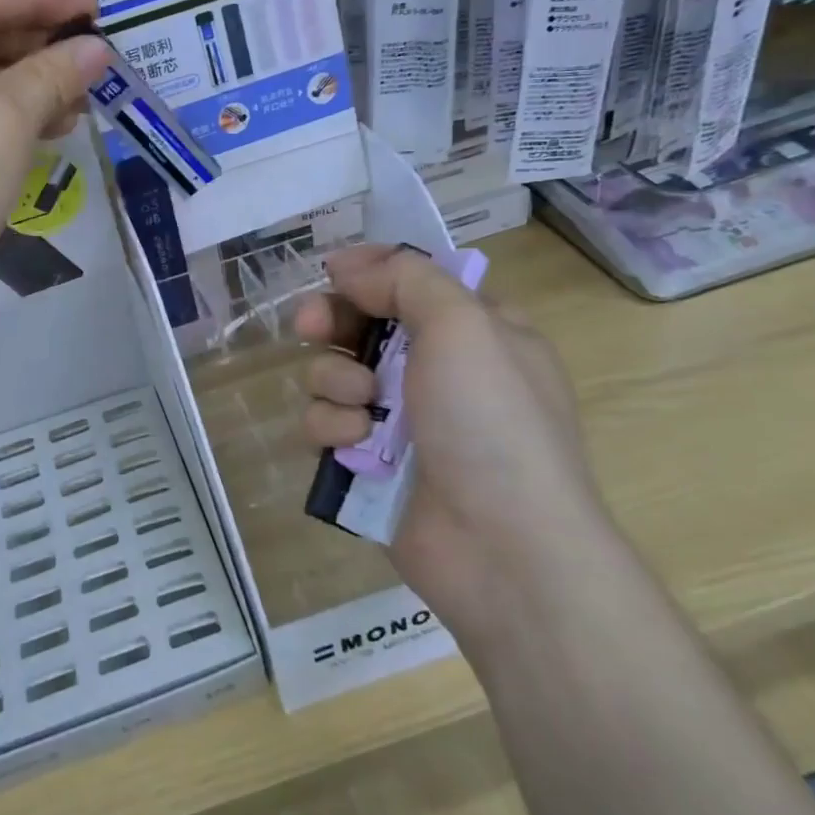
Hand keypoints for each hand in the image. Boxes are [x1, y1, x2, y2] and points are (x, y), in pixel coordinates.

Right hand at [293, 244, 610, 627]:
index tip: (334, 271)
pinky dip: (334, 427)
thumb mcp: (464, 326)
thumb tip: (349, 265)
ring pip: (335, 374)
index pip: (412, 281)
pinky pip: (327, 424)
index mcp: (476, 332)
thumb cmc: (491, 422)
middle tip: (310, 326)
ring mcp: (403, 420)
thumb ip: (405, 279)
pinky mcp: (371, 463)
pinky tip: (355, 444)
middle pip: (363, 323)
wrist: (503, 550)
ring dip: (336, 381)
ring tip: (362, 406)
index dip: (370, 271)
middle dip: (332, 320)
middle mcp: (438, 371)